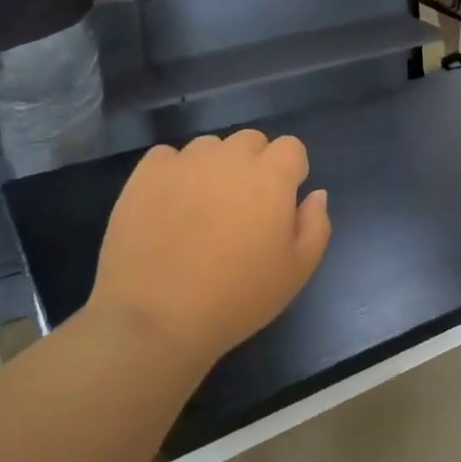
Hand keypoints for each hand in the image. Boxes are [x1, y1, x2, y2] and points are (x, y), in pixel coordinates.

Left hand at [90, 132, 331, 365]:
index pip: (291, 147)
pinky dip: (173, 173)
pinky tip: (168, 207)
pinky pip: (167, 157)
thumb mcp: (297, 271)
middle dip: (254, 166)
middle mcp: (230, 157)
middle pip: (251, 142)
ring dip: (214, 168)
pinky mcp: (145, 175)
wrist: (155, 319)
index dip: (290, 172)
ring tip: (201, 210)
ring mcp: (185, 162)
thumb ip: (315, 225)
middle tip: (242, 210)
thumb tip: (315, 194)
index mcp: (272, 176)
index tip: (281, 204)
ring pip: (210, 148)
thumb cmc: (236, 298)